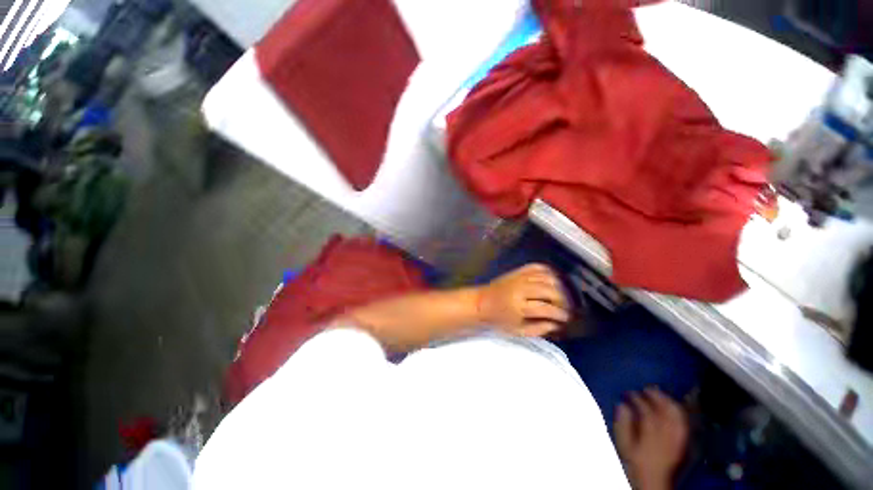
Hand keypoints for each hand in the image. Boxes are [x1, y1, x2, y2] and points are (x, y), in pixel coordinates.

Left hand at [475, 263, 569, 336]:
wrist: (481, 302)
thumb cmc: (498, 320)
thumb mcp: (518, 331)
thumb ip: (539, 329)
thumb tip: (558, 324)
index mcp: (518, 307)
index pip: (546, 308)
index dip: (561, 314)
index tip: (568, 319)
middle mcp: (519, 289)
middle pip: (549, 290)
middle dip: (563, 300)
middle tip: (568, 308)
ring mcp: (518, 277)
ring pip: (546, 277)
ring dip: (559, 286)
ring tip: (563, 296)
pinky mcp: (517, 271)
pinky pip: (537, 267)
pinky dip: (549, 272)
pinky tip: (555, 280)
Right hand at [615, 388, 688, 489]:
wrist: (654, 480)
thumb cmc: (636, 461)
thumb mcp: (624, 444)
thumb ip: (623, 425)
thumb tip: (622, 405)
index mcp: (650, 434)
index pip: (646, 411)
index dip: (637, 399)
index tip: (629, 392)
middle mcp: (666, 434)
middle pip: (664, 411)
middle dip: (656, 396)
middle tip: (646, 387)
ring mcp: (676, 438)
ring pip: (676, 415)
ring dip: (668, 402)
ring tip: (660, 393)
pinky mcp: (682, 442)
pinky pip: (683, 424)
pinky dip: (678, 412)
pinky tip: (673, 407)